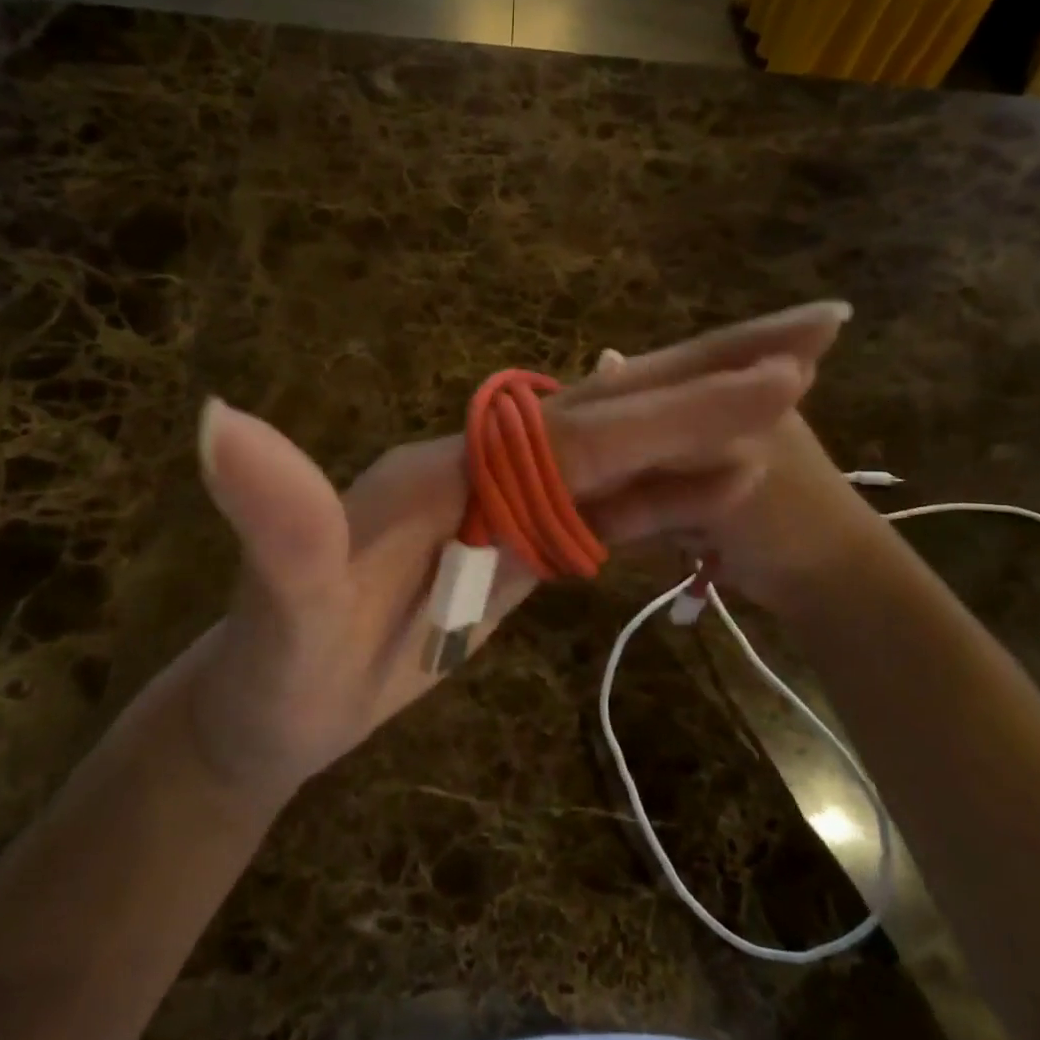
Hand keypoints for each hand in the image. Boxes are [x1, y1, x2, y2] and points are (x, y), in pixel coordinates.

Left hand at [177, 309, 843, 805]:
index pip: (578, 432)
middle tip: (820, 331)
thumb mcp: (277, 610)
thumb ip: (274, 521)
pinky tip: (719, 480)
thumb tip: (218, 418)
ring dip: (704, 422)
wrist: (269, 708)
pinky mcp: (511, 540)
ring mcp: (500, 500)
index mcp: (446, 465)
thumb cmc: (277, 673)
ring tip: (797, 389)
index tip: (780, 382)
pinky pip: (603, 503)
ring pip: (619, 449)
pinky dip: (666, 488)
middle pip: (609, 410)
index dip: (673, 410)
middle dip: (710, 374)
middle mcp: (478, 463)